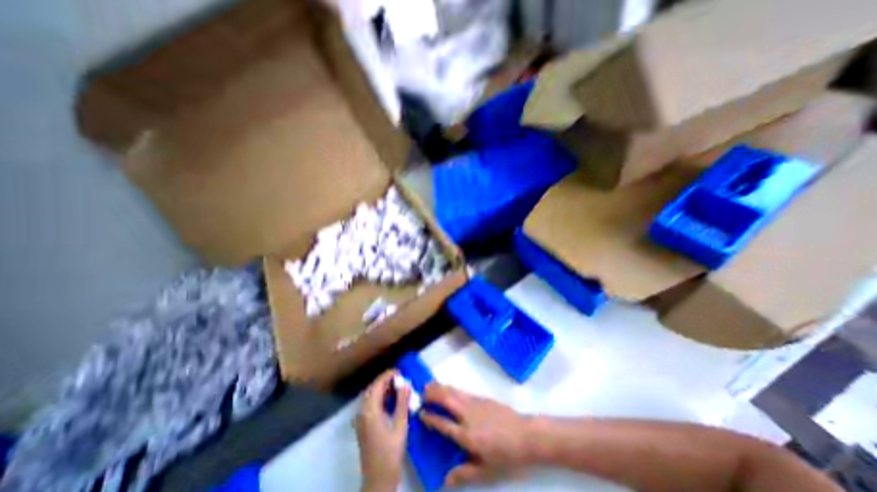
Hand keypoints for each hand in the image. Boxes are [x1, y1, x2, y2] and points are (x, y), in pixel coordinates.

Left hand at [355, 370, 411, 490]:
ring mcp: (361, 420)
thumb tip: (406, 384)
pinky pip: (370, 405)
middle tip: (400, 378)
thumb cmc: (391, 451)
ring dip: (382, 389)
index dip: (387, 375)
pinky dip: (380, 398)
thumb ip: (402, 402)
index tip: (399, 371)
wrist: (379, 479)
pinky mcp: (363, 426)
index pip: (377, 385)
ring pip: (370, 397)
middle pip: (372, 389)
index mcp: (370, 411)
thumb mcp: (400, 424)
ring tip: (398, 386)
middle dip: (385, 381)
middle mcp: (362, 413)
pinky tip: (391, 400)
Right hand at [419, 384, 534, 483]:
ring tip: (430, 385)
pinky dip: (452, 388)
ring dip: (441, 387)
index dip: (430, 418)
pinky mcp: (481, 398)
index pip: (443, 424)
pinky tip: (448, 388)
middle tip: (422, 392)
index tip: (421, 413)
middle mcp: (468, 416)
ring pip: (454, 392)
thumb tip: (445, 479)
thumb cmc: (505, 456)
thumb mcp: (485, 471)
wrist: (525, 435)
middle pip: (446, 400)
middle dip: (433, 395)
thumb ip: (464, 474)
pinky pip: (462, 391)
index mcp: (466, 435)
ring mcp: (475, 404)